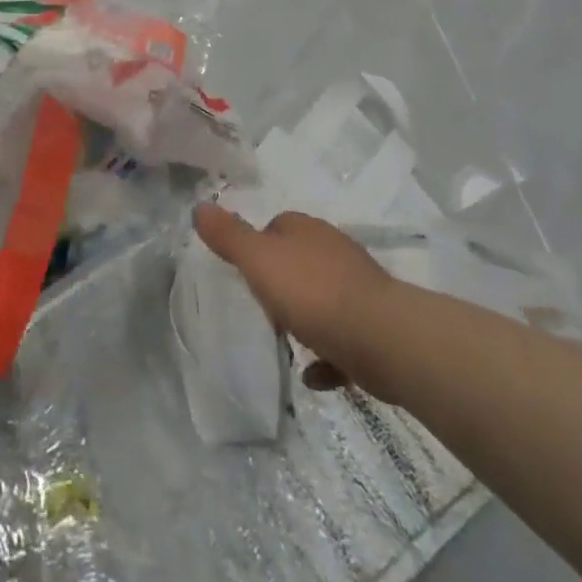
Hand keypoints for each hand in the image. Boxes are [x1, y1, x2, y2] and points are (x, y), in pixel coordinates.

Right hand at [194, 205, 400, 394]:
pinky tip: (314, 375)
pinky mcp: (375, 325)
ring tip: (288, 342)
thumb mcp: (259, 261)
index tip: (249, 275)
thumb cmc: (313, 294)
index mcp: (305, 230)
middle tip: (266, 310)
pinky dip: (328, 355)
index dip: (259, 248)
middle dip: (282, 284)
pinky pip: (343, 338)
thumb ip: (229, 236)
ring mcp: (358, 287)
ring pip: (323, 297)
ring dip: (306, 318)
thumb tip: (199, 206)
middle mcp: (333, 250)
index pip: (275, 226)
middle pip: (299, 261)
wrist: (383, 339)